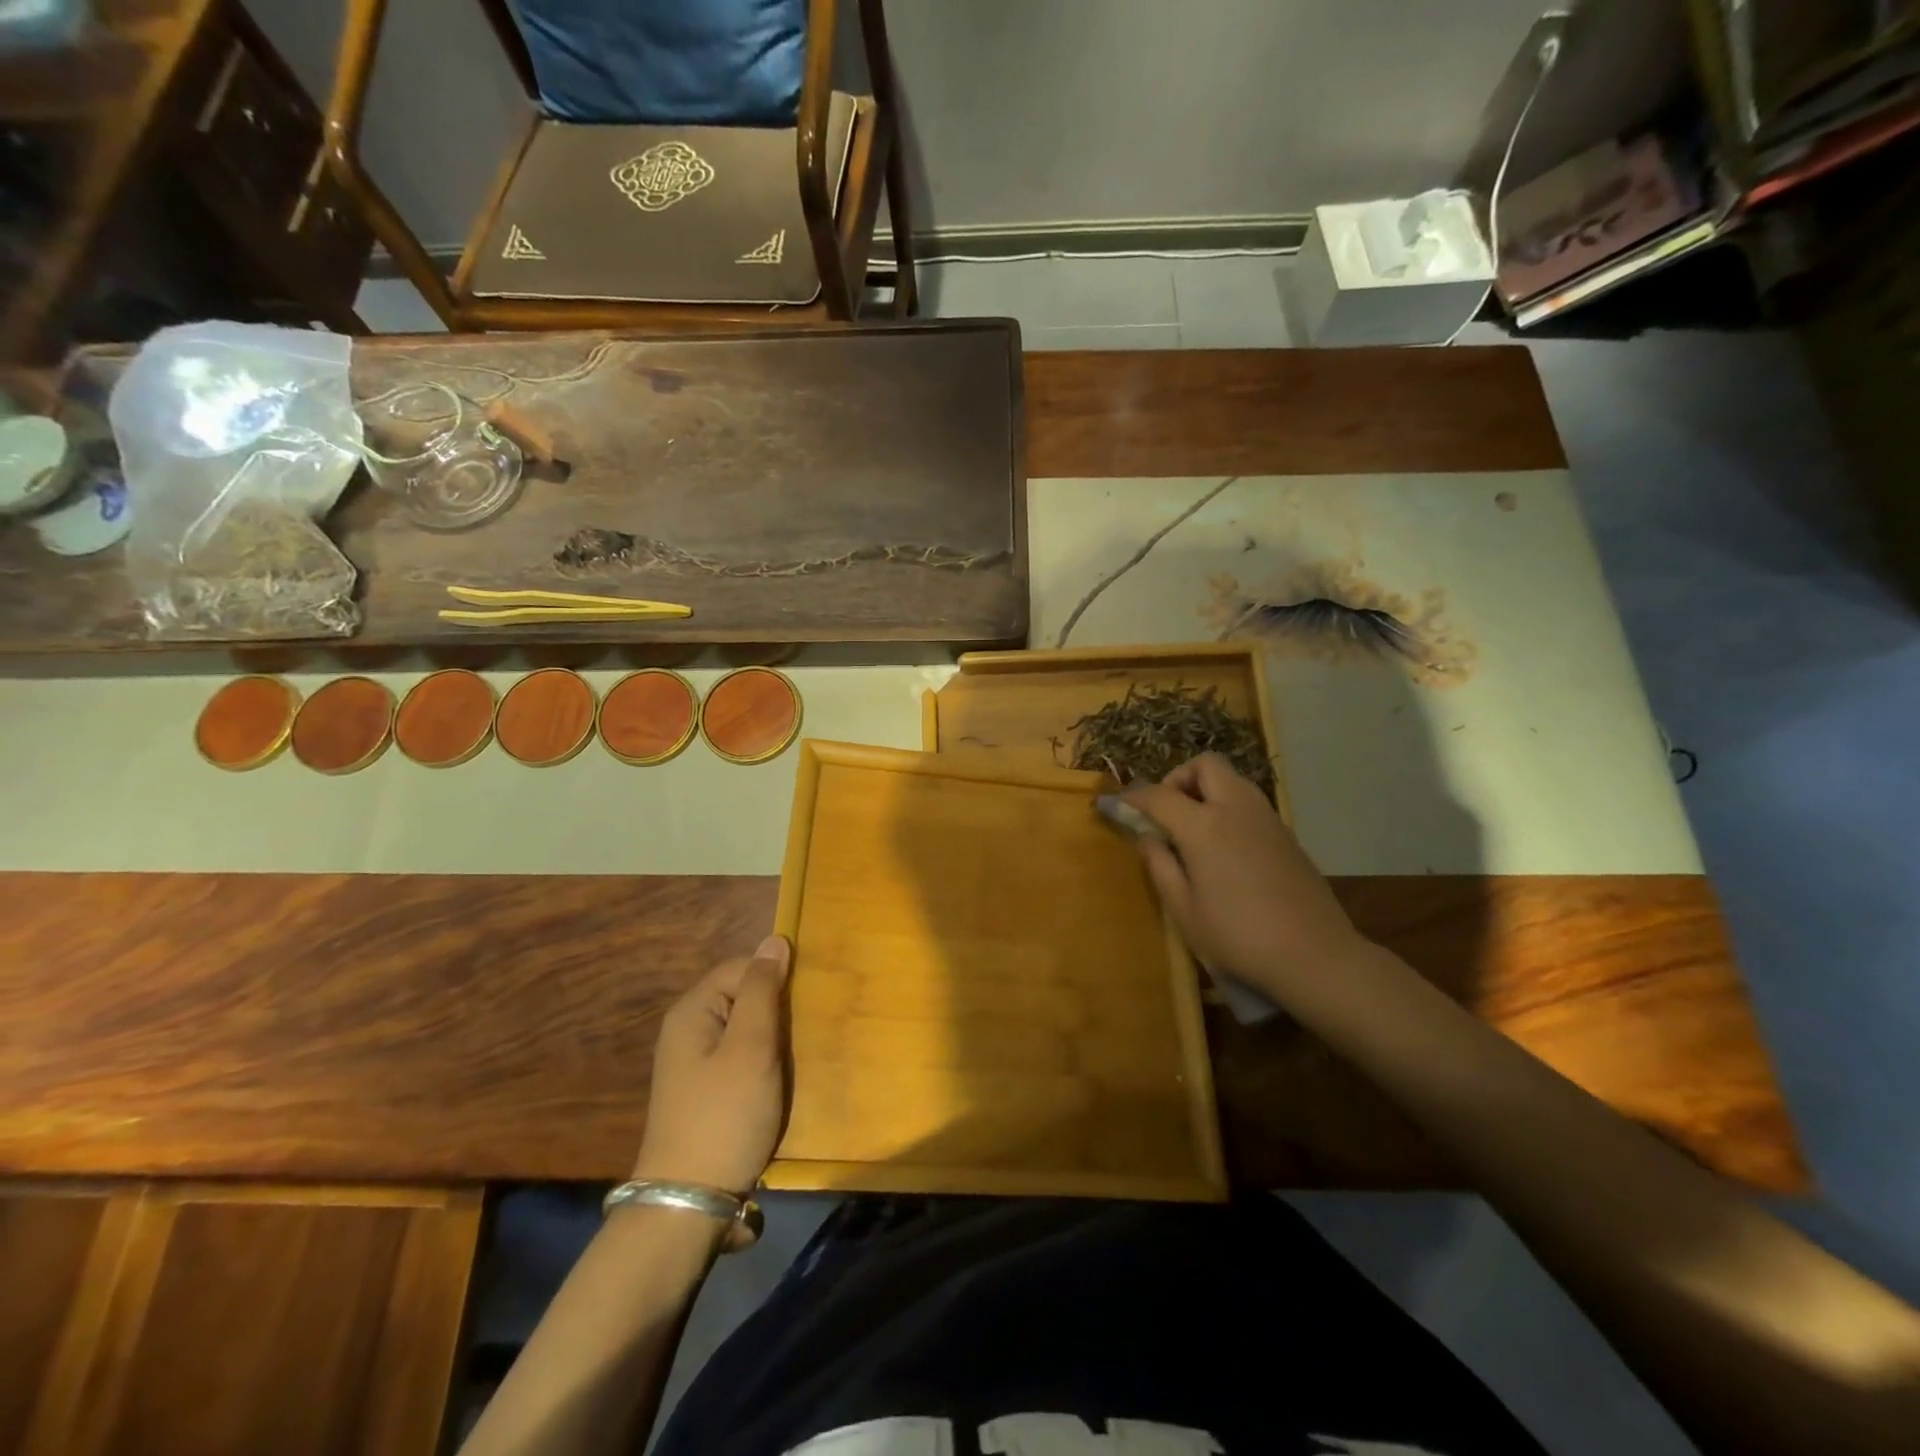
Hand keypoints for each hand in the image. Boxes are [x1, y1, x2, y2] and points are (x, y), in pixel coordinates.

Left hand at [632, 935, 790, 1195]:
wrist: (690, 1203)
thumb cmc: (725, 1115)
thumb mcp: (751, 1047)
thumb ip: (763, 990)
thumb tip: (775, 940)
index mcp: (692, 1011)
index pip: (742, 967)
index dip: (774, 979)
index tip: (801, 1006)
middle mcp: (688, 1029)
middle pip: (742, 996)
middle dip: (775, 1010)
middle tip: (801, 1034)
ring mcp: (694, 1062)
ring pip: (745, 1028)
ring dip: (772, 1039)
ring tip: (793, 1058)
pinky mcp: (705, 1090)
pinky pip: (740, 1056)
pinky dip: (762, 1062)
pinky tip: (777, 1080)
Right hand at [1120, 754, 1367, 1001]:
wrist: (1315, 956)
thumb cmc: (1238, 937)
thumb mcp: (1183, 910)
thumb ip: (1160, 865)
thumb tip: (1146, 837)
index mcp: (1204, 826)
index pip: (1159, 795)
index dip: (1132, 797)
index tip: (1115, 805)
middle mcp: (1236, 809)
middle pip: (1205, 765)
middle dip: (1178, 778)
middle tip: (1166, 812)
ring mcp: (1267, 818)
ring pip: (1232, 779)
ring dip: (1206, 790)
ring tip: (1193, 829)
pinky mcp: (1287, 834)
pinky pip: (1249, 802)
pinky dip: (1228, 807)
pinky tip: (1224, 847)